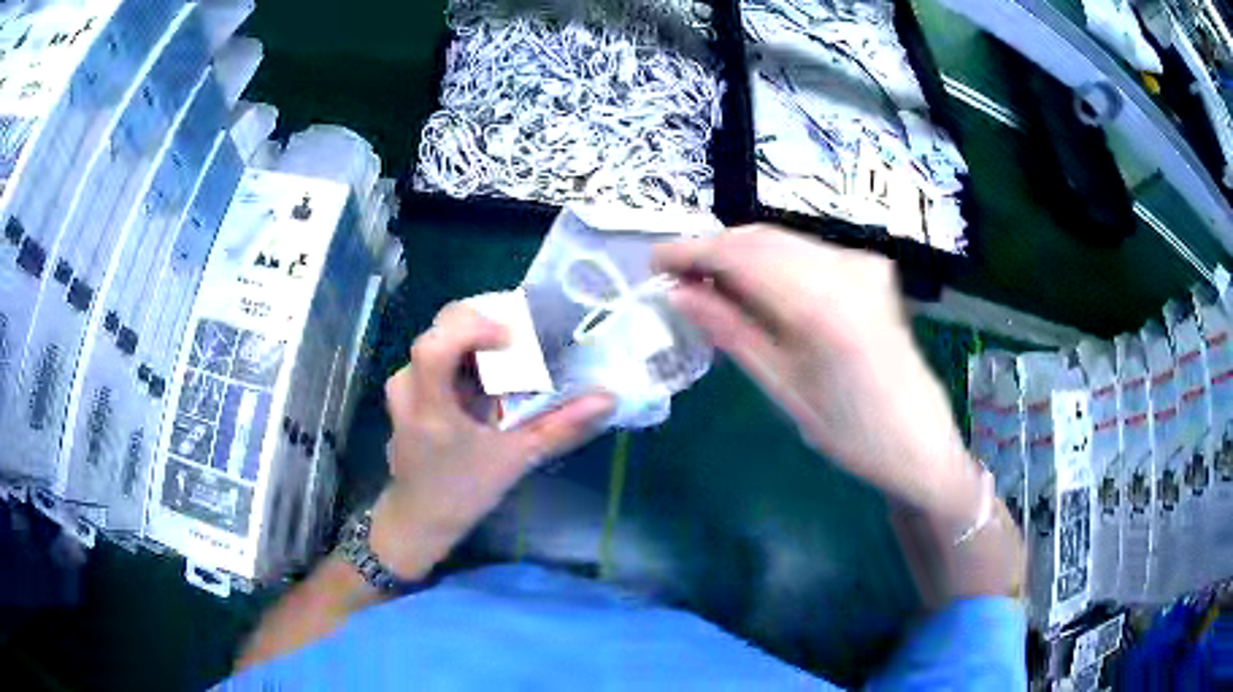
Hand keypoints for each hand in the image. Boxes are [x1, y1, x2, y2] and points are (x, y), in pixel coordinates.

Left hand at [370, 303, 613, 577]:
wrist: (421, 515)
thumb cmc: (464, 491)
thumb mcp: (516, 459)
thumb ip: (561, 428)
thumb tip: (607, 399)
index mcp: (430, 406)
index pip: (436, 346)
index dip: (474, 328)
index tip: (514, 336)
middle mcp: (409, 385)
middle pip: (439, 329)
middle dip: (483, 323)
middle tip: (523, 335)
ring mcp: (404, 385)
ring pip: (438, 338)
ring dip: (476, 337)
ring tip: (511, 350)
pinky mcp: (409, 388)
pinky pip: (436, 353)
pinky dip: (465, 353)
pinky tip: (489, 370)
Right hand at [654, 226, 980, 520]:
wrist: (919, 441)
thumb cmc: (850, 433)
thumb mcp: (783, 388)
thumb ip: (731, 331)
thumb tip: (679, 294)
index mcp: (821, 305)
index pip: (740, 255)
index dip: (690, 251)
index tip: (654, 262)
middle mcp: (845, 268)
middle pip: (761, 238)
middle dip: (713, 250)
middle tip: (677, 278)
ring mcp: (862, 263)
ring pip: (783, 241)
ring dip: (741, 255)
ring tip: (708, 285)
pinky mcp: (870, 268)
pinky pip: (807, 252)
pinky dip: (772, 262)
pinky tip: (755, 288)